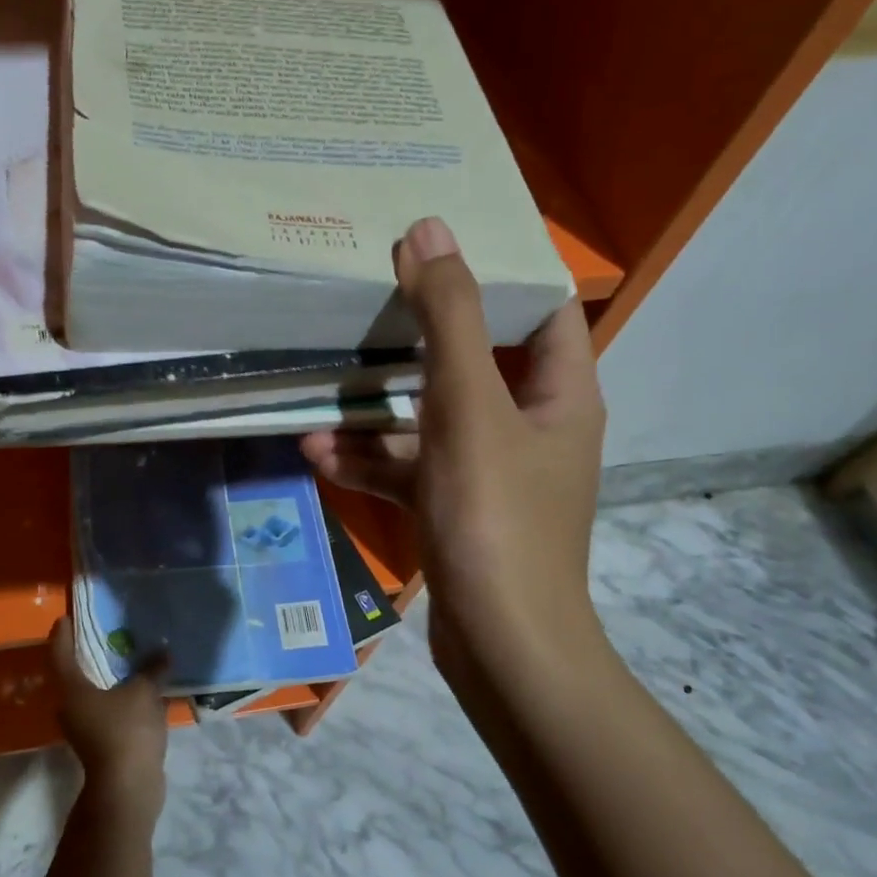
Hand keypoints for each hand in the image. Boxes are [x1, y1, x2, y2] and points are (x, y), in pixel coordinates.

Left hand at [49, 618, 169, 816]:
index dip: (63, 634)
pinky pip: (109, 710)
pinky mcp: (102, 742)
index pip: (60, 653)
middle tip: (104, 633)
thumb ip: (152, 669)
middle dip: (87, 653)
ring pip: (93, 693)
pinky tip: (142, 689)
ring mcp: (85, 727)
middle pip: (74, 673)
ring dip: (107, 677)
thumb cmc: (126, 731)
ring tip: (128, 658)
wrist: (127, 789)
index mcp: (71, 689)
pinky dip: (121, 697)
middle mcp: (71, 706)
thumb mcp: (143, 692)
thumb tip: (163, 651)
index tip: (66, 618)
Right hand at [301, 217, 608, 695]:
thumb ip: (449, 318)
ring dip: (377, 410)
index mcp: (558, 393)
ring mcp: (491, 472)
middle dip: (418, 335)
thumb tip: (428, 230)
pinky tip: (318, 455)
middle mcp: (531, 426)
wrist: (502, 646)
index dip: (496, 272)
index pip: (540, 309)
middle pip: (475, 360)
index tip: (436, 246)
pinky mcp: (456, 509)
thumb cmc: (495, 517)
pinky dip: (371, 460)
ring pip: (432, 420)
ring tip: (318, 394)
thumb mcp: (467, 408)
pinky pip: (412, 469)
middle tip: (366, 300)